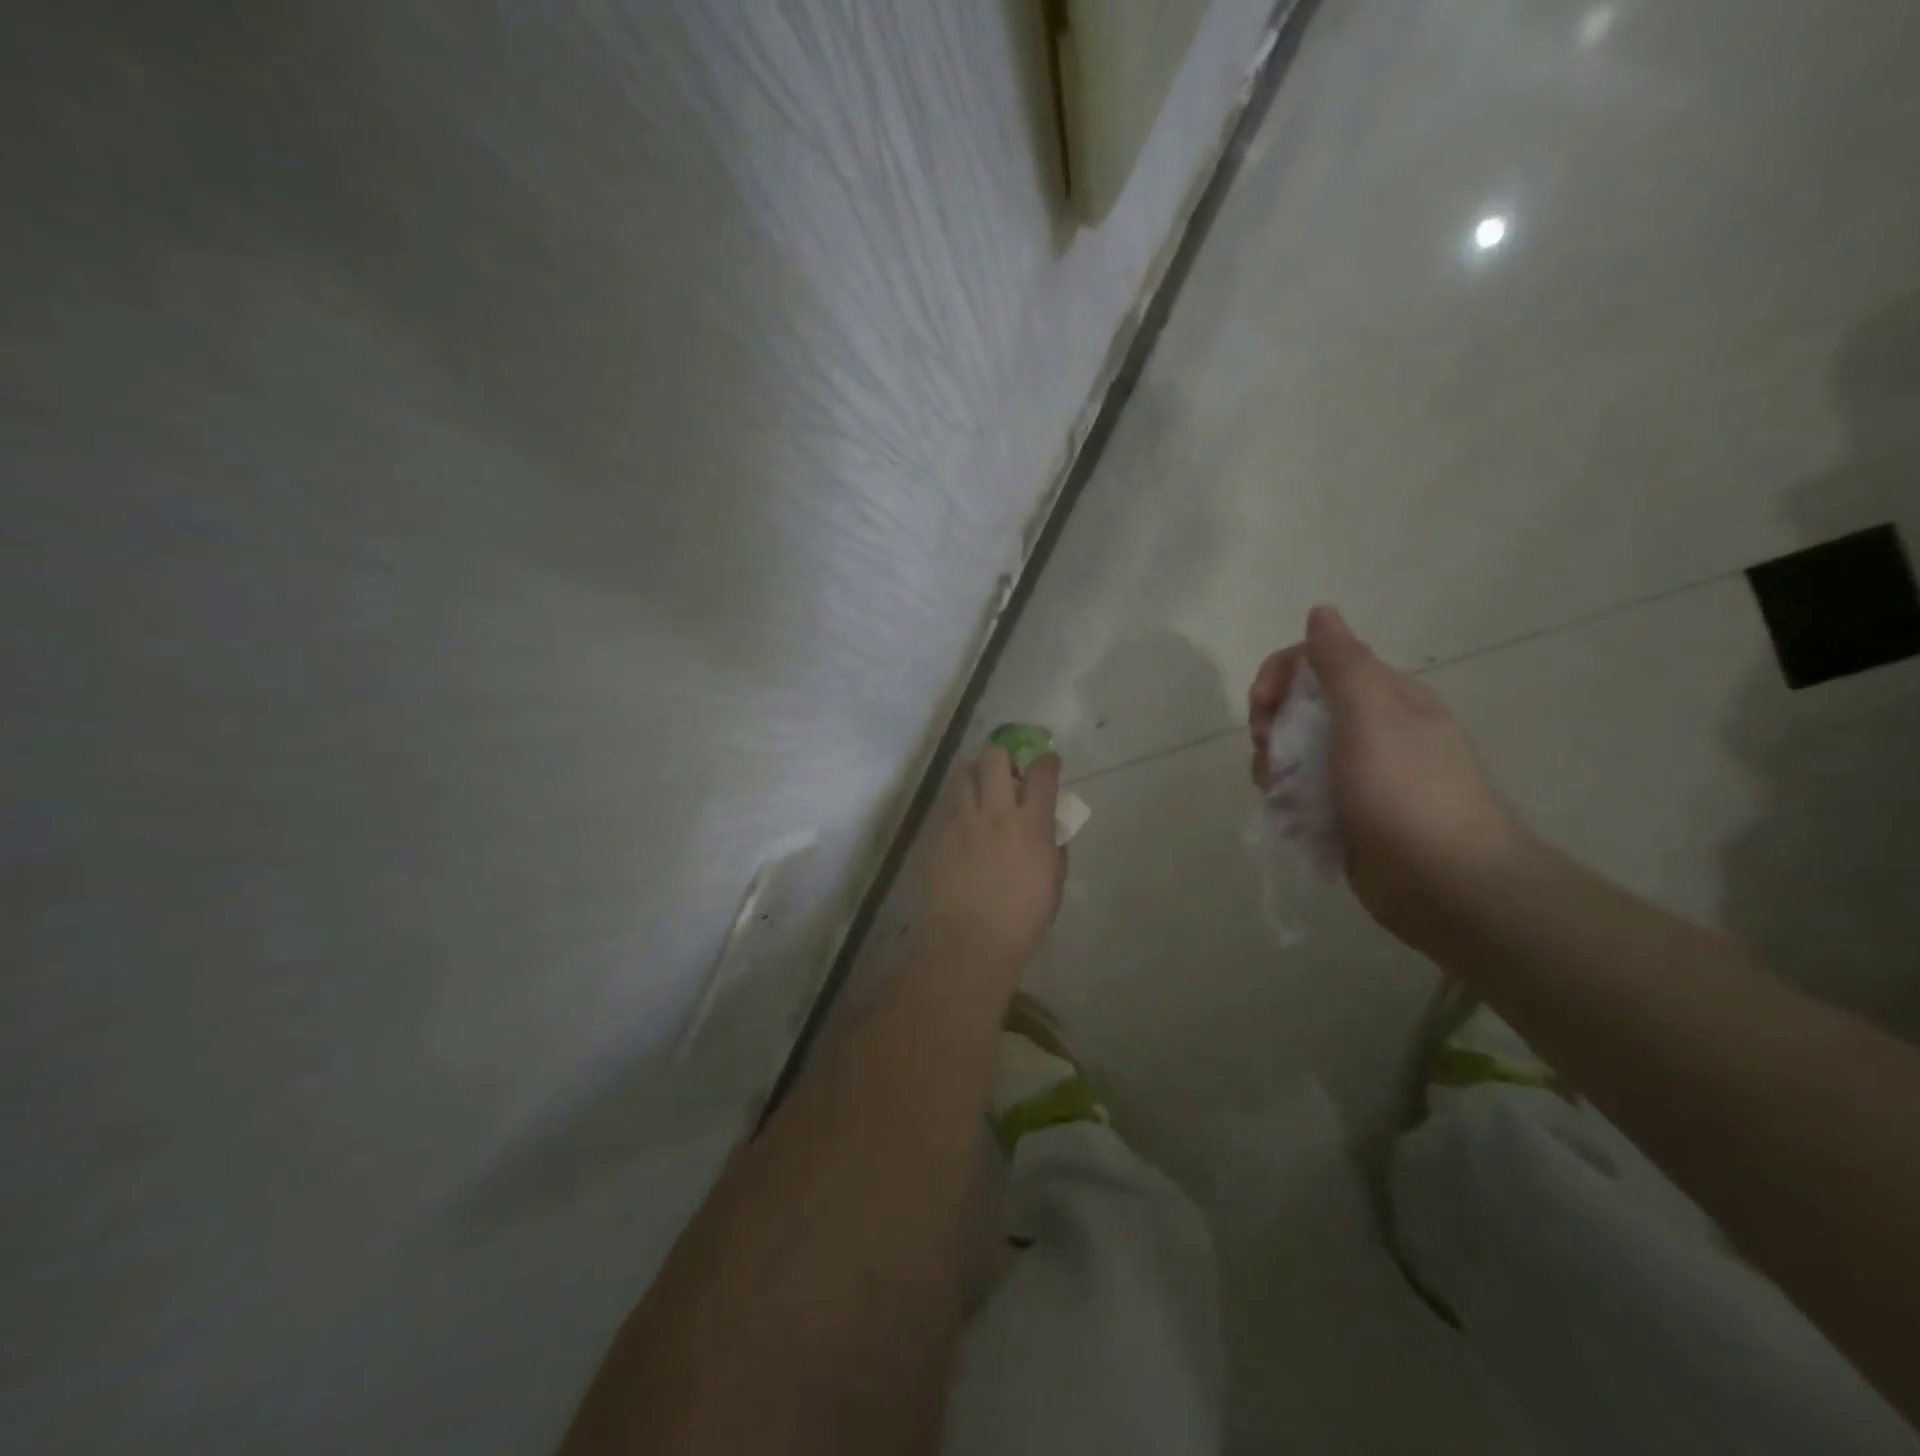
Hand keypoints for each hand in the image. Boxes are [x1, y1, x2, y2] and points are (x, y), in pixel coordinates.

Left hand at [920, 746, 1065, 983]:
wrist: (969, 943)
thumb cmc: (1022, 922)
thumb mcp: (1053, 885)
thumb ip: (1053, 850)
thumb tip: (1049, 833)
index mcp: (1032, 825)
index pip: (1041, 773)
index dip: (1046, 762)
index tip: (1047, 763)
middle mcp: (996, 813)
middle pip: (994, 757)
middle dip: (1003, 756)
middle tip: (1008, 772)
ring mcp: (962, 821)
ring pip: (965, 774)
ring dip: (977, 775)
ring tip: (982, 791)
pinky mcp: (939, 835)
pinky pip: (950, 807)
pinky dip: (961, 807)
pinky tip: (965, 826)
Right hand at [1249, 606, 1528, 947]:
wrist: (1446, 884)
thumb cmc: (1406, 793)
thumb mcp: (1372, 717)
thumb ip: (1341, 664)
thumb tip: (1321, 611)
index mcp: (1382, 697)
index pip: (1315, 662)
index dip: (1278, 676)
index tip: (1261, 707)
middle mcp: (1370, 730)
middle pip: (1297, 709)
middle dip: (1271, 728)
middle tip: (1272, 755)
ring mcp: (1358, 775)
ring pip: (1293, 756)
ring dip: (1275, 770)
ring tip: (1284, 797)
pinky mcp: (1346, 815)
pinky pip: (1300, 795)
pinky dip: (1288, 804)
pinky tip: (1291, 821)